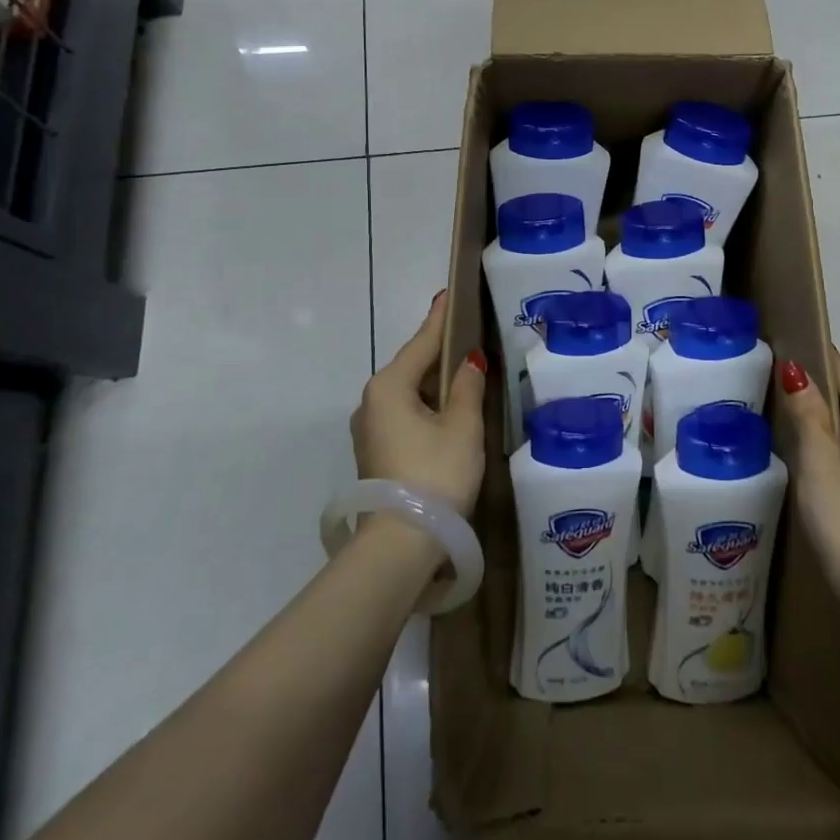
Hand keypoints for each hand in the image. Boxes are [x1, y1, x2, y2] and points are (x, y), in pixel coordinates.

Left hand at [351, 292, 487, 520]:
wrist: (400, 544)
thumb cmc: (435, 474)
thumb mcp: (461, 426)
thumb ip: (467, 386)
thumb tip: (469, 360)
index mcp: (389, 386)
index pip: (421, 342)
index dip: (440, 319)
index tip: (448, 294)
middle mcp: (372, 401)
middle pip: (412, 366)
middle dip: (438, 351)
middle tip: (466, 331)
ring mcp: (370, 428)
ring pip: (408, 392)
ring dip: (434, 381)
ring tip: (463, 367)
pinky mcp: (376, 452)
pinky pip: (405, 412)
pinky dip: (426, 403)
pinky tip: (448, 406)